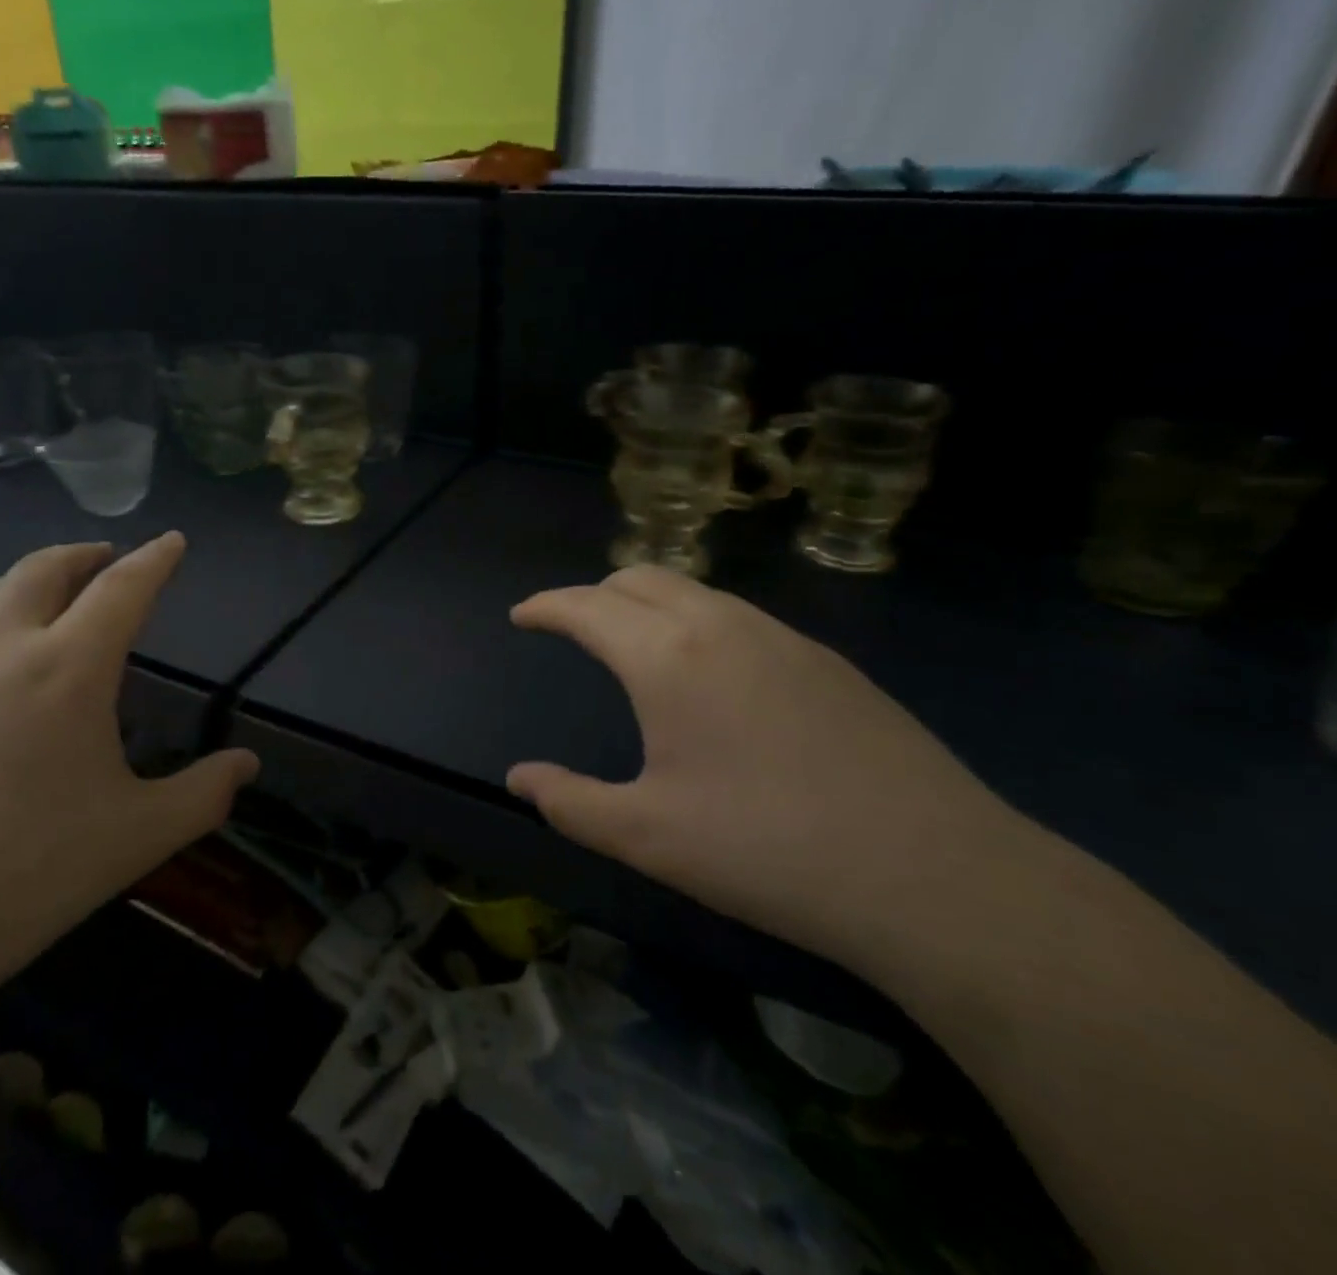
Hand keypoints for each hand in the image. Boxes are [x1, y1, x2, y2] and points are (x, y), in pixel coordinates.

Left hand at [0, 533, 257, 1010]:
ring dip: (27, 577)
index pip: (122, 590)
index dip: (154, 560)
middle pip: (43, 570)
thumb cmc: (22, 874)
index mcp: (68, 669)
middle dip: (83, 553)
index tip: (172, 540)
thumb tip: (247, 766)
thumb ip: (202, 795)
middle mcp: (0, 651)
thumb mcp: (136, 838)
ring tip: (48, 591)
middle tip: (108, 557)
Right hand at [508, 565, 1030, 964]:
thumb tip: (519, 778)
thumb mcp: (646, 837)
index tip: (522, 616)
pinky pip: (740, 616)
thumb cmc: (766, 851)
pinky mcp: (828, 661)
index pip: (587, 606)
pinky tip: (713, 677)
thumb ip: (569, 802)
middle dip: (595, 594)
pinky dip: (698, 622)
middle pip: (640, 578)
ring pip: (695, 591)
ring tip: (636, 645)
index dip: (546, 606)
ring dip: (649, 603)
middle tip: (573, 628)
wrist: (935, 876)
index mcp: (667, 658)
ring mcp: (783, 637)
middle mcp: (722, 626)